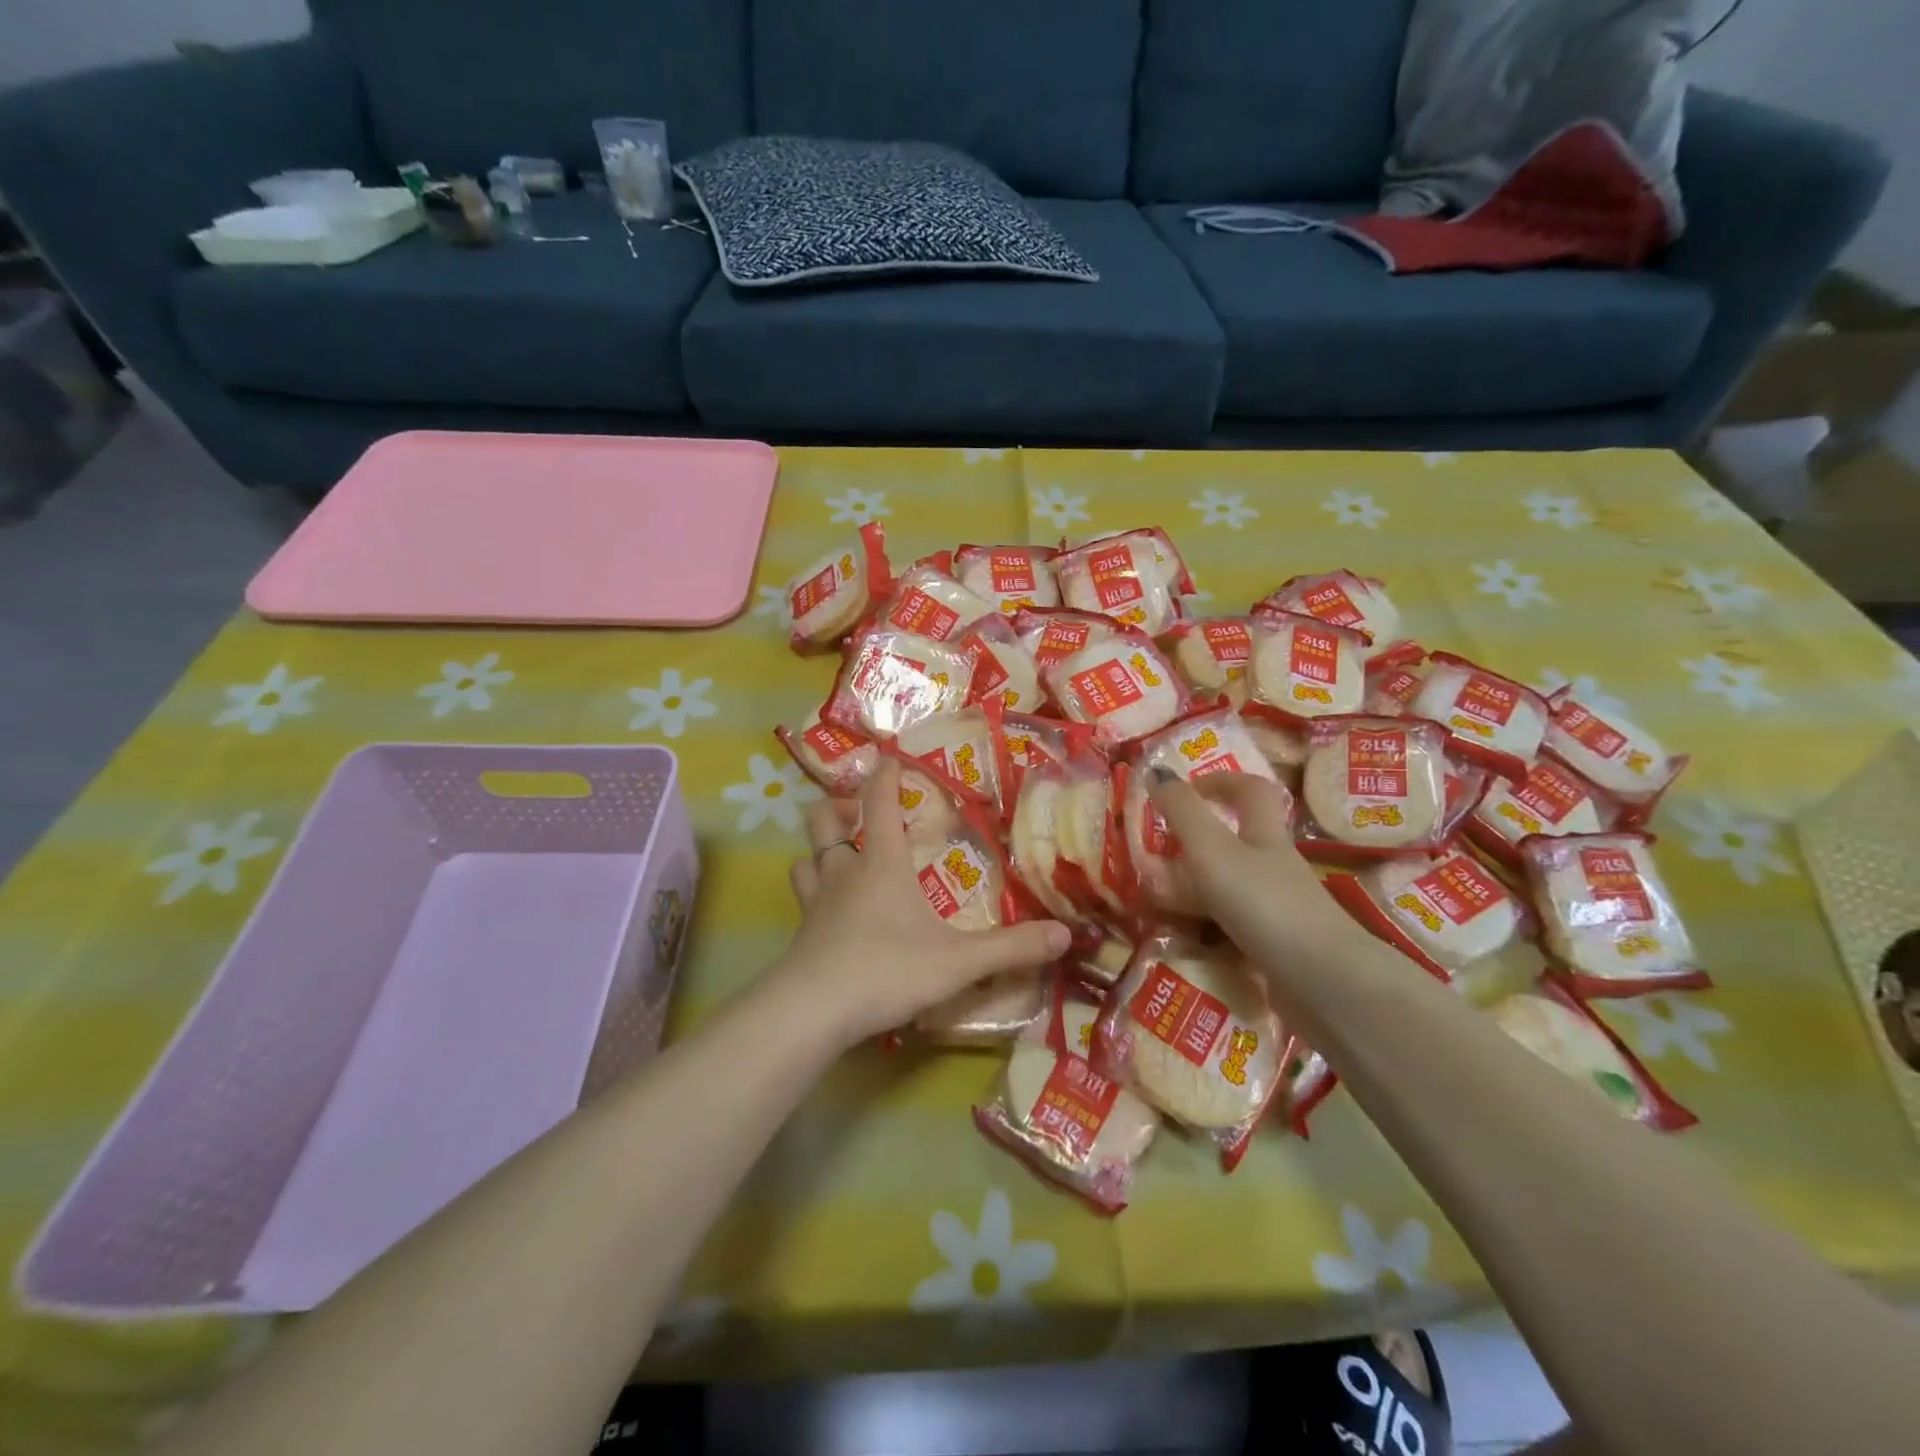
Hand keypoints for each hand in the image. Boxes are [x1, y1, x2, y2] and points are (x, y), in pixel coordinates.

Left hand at [773, 761, 1071, 1048]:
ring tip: (841, 857)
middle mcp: (843, 873)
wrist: (812, 1012)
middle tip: (859, 813)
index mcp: (882, 864)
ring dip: (822, 851)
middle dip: (839, 807)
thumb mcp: (958, 962)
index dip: (885, 775)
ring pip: (806, 859)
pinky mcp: (800, 934)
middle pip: (825, 821)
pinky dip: (814, 892)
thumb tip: (1065, 934)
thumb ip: (1011, 948)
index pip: (879, 802)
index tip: (890, 757)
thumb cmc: (887, 970)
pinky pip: (802, 899)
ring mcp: (815, 903)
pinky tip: (830, 913)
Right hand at [1148, 770, 1363, 970]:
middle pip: (1240, 841)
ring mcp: (1280, 909)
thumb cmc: (1264, 903)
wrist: (1324, 983)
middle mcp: (1276, 867)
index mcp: (1265, 836)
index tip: (1184, 789)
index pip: (1251, 790)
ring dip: (1200, 888)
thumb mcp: (1212, 851)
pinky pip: (1236, 927)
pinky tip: (1187, 940)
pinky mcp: (1278, 947)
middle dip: (1201, 842)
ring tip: (1159, 900)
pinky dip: (1210, 928)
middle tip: (1159, 853)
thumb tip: (1156, 769)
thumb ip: (1182, 812)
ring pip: (1234, 886)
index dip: (1220, 781)